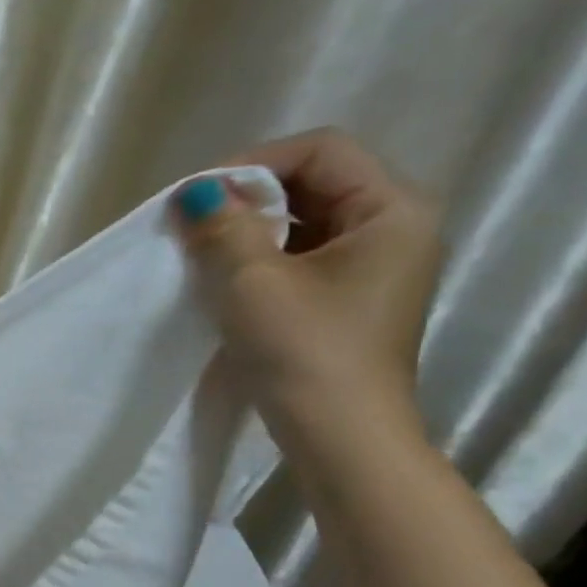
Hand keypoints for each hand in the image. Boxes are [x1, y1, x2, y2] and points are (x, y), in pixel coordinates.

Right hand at [171, 127, 442, 441]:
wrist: (340, 436)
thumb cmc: (304, 350)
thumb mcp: (252, 281)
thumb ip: (223, 227)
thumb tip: (196, 192)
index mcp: (392, 209)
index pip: (321, 150)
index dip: (253, 163)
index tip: (198, 198)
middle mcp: (393, 228)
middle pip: (314, 182)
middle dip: (248, 198)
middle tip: (192, 224)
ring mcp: (373, 268)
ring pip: (304, 223)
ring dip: (249, 231)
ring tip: (201, 253)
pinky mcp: (348, 300)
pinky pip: (301, 258)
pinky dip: (260, 259)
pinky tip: (224, 281)